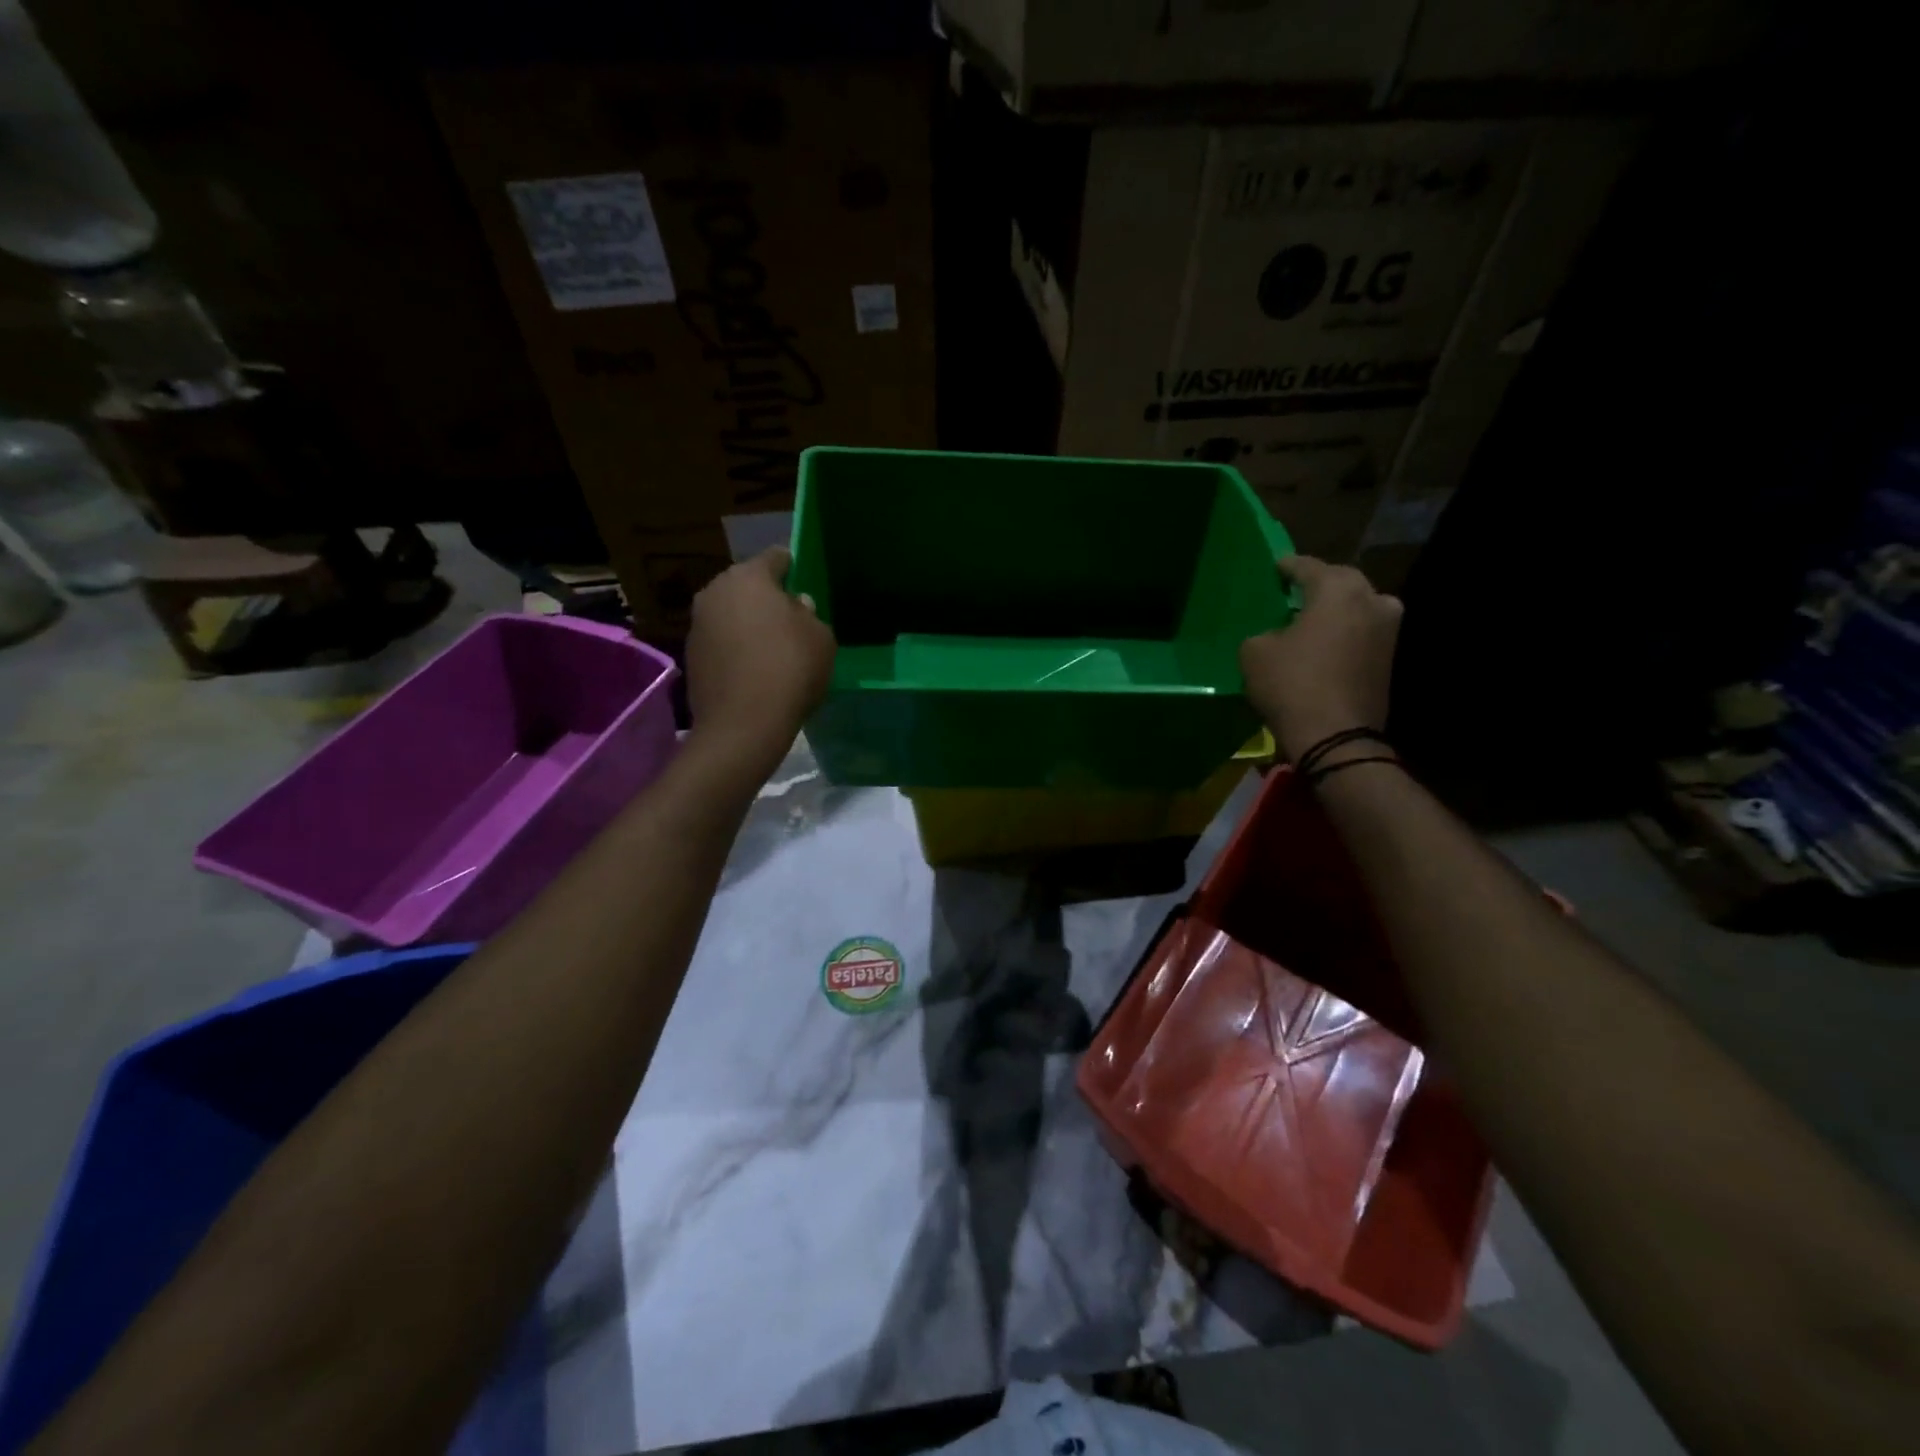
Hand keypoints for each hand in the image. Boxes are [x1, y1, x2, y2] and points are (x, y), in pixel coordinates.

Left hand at [686, 547, 835, 775]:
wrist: (743, 724)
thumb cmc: (790, 669)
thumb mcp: (821, 637)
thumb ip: (810, 614)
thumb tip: (796, 607)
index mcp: (749, 576)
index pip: (776, 557)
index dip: (793, 567)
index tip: (804, 581)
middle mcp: (715, 591)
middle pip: (747, 585)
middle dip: (767, 597)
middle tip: (790, 619)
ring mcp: (697, 624)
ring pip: (731, 613)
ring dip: (748, 624)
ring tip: (772, 648)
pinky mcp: (690, 655)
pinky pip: (721, 641)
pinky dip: (735, 648)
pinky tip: (754, 670)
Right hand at [1239, 554, 1402, 762]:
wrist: (1336, 736)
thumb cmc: (1291, 684)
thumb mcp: (1255, 652)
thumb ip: (1264, 632)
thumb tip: (1277, 635)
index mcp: (1338, 590)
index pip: (1309, 566)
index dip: (1288, 566)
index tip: (1275, 567)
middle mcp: (1371, 600)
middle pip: (1342, 582)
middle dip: (1319, 584)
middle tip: (1295, 592)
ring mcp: (1388, 630)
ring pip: (1359, 606)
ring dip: (1337, 609)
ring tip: (1311, 619)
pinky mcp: (1390, 658)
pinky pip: (1363, 632)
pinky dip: (1346, 632)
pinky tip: (1325, 644)